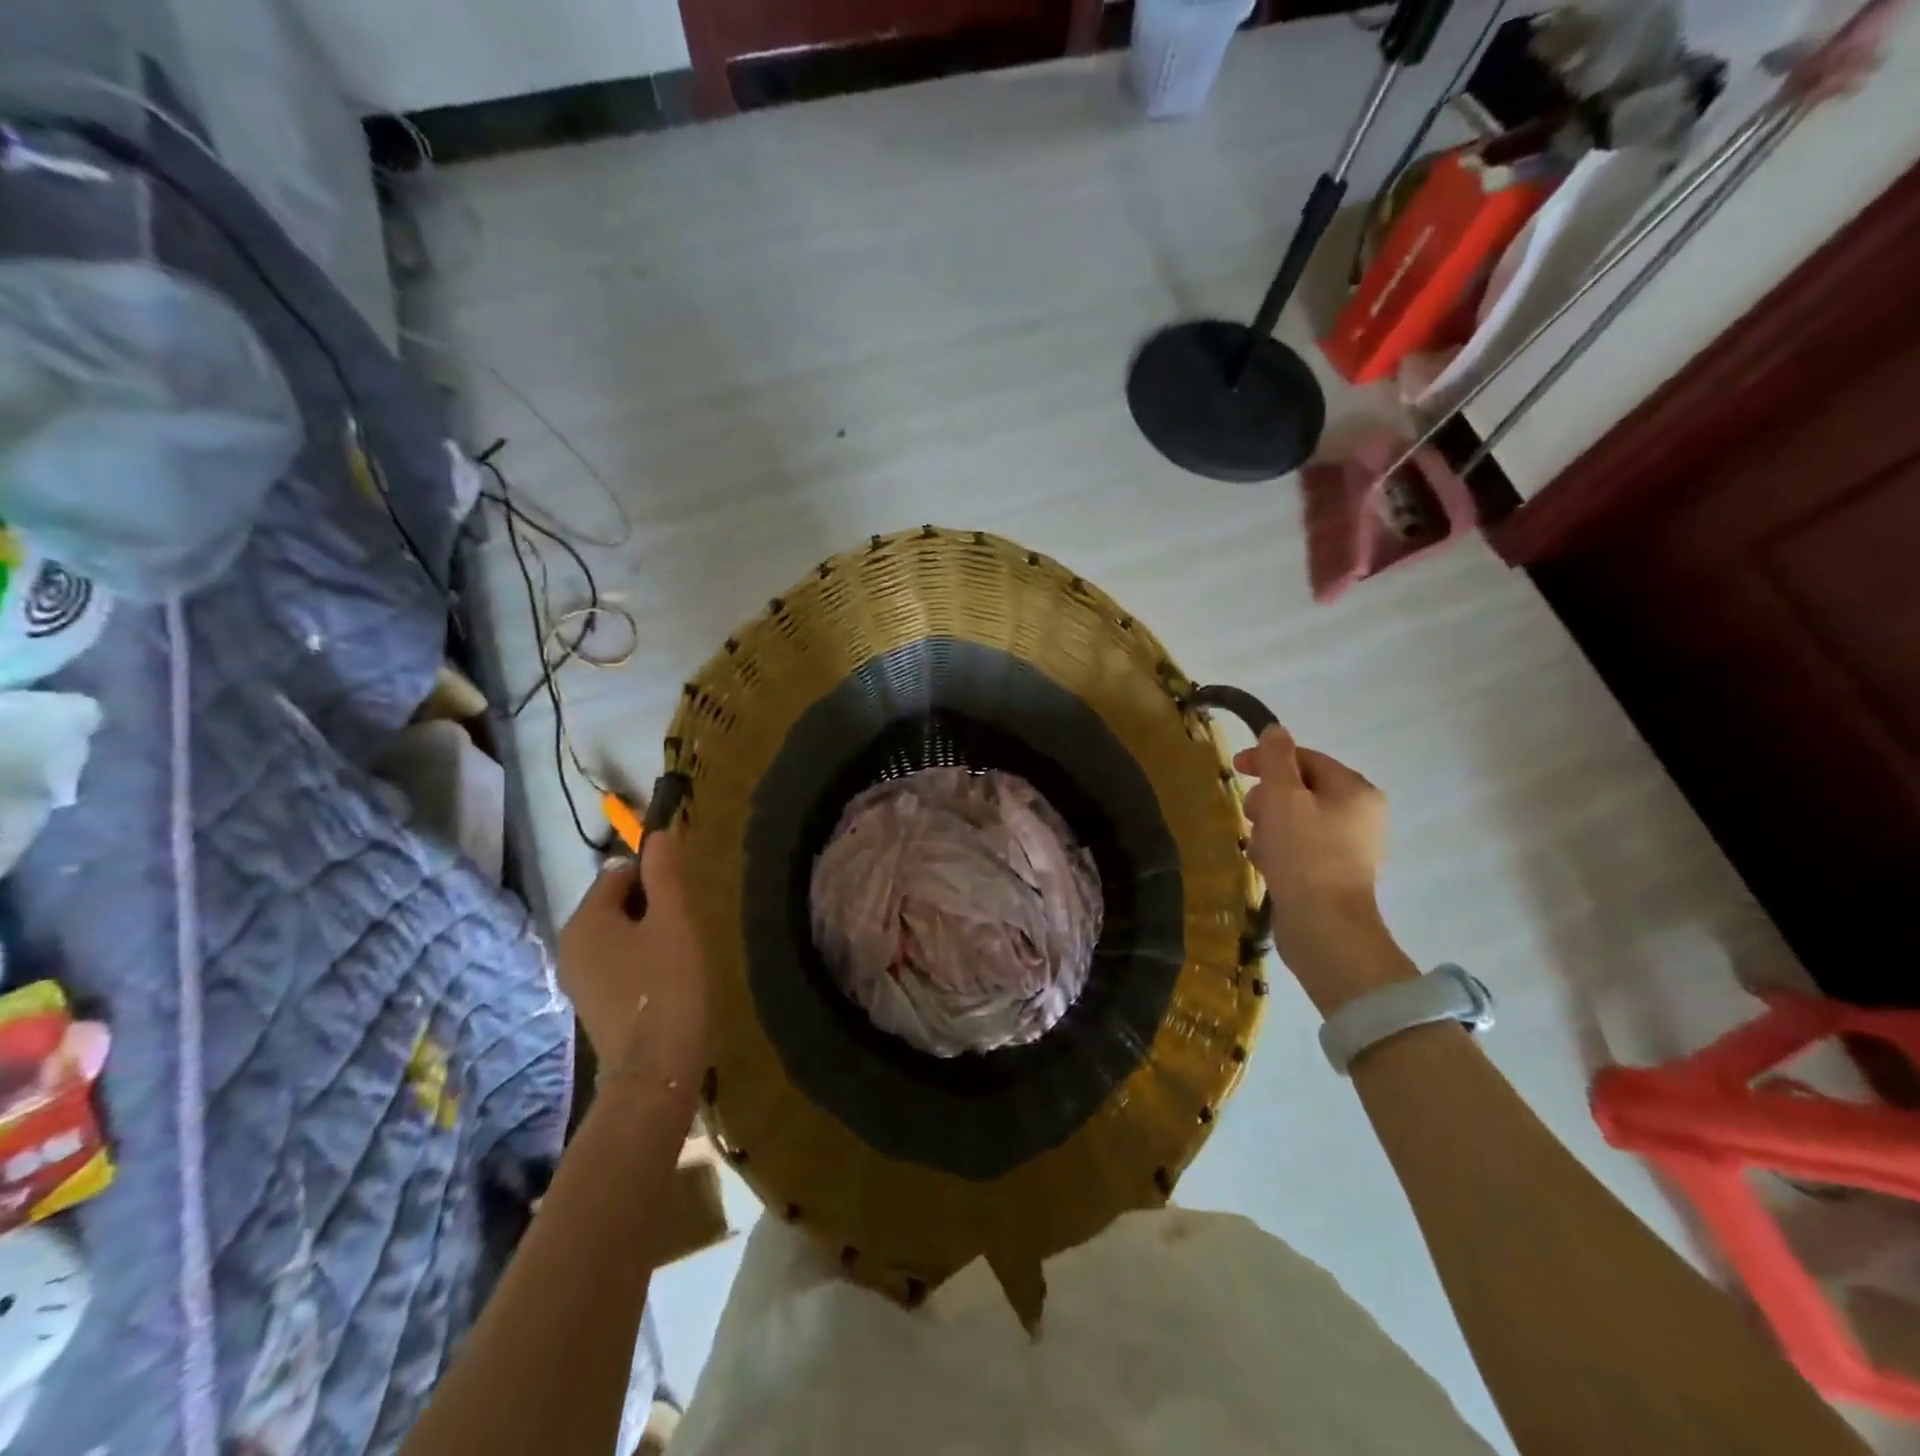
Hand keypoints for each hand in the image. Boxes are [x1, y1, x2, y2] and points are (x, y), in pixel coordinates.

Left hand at [556, 827, 707, 1096]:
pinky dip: (641, 961)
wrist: (655, 1070)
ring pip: (618, 934)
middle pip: (616, 903)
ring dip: (649, 934)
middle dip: (652, 907)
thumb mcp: (673, 921)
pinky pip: (616, 962)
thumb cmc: (667, 986)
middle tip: (685, 928)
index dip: (656, 877)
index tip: (685, 899)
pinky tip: (666, 980)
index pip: (620, 873)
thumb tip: (658, 833)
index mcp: (585, 920)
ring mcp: (578, 978)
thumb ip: (664, 874)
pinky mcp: (592, 1003)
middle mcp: (570, 944)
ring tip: (680, 955)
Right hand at [1233, 724, 1408, 1012]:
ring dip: (1269, 826)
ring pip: (1296, 819)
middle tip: (1251, 816)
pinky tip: (1265, 864)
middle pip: (1300, 788)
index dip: (1268, 759)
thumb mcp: (1283, 798)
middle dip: (1268, 799)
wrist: (1325, 929)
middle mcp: (1360, 814)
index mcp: (1355, 790)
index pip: (1306, 758)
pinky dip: (1279, 849)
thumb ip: (1275, 760)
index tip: (1235, 768)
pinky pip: (1300, 846)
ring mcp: (1350, 847)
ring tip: (1258, 846)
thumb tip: (1275, 730)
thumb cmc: (1304, 856)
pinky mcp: (1335, 874)